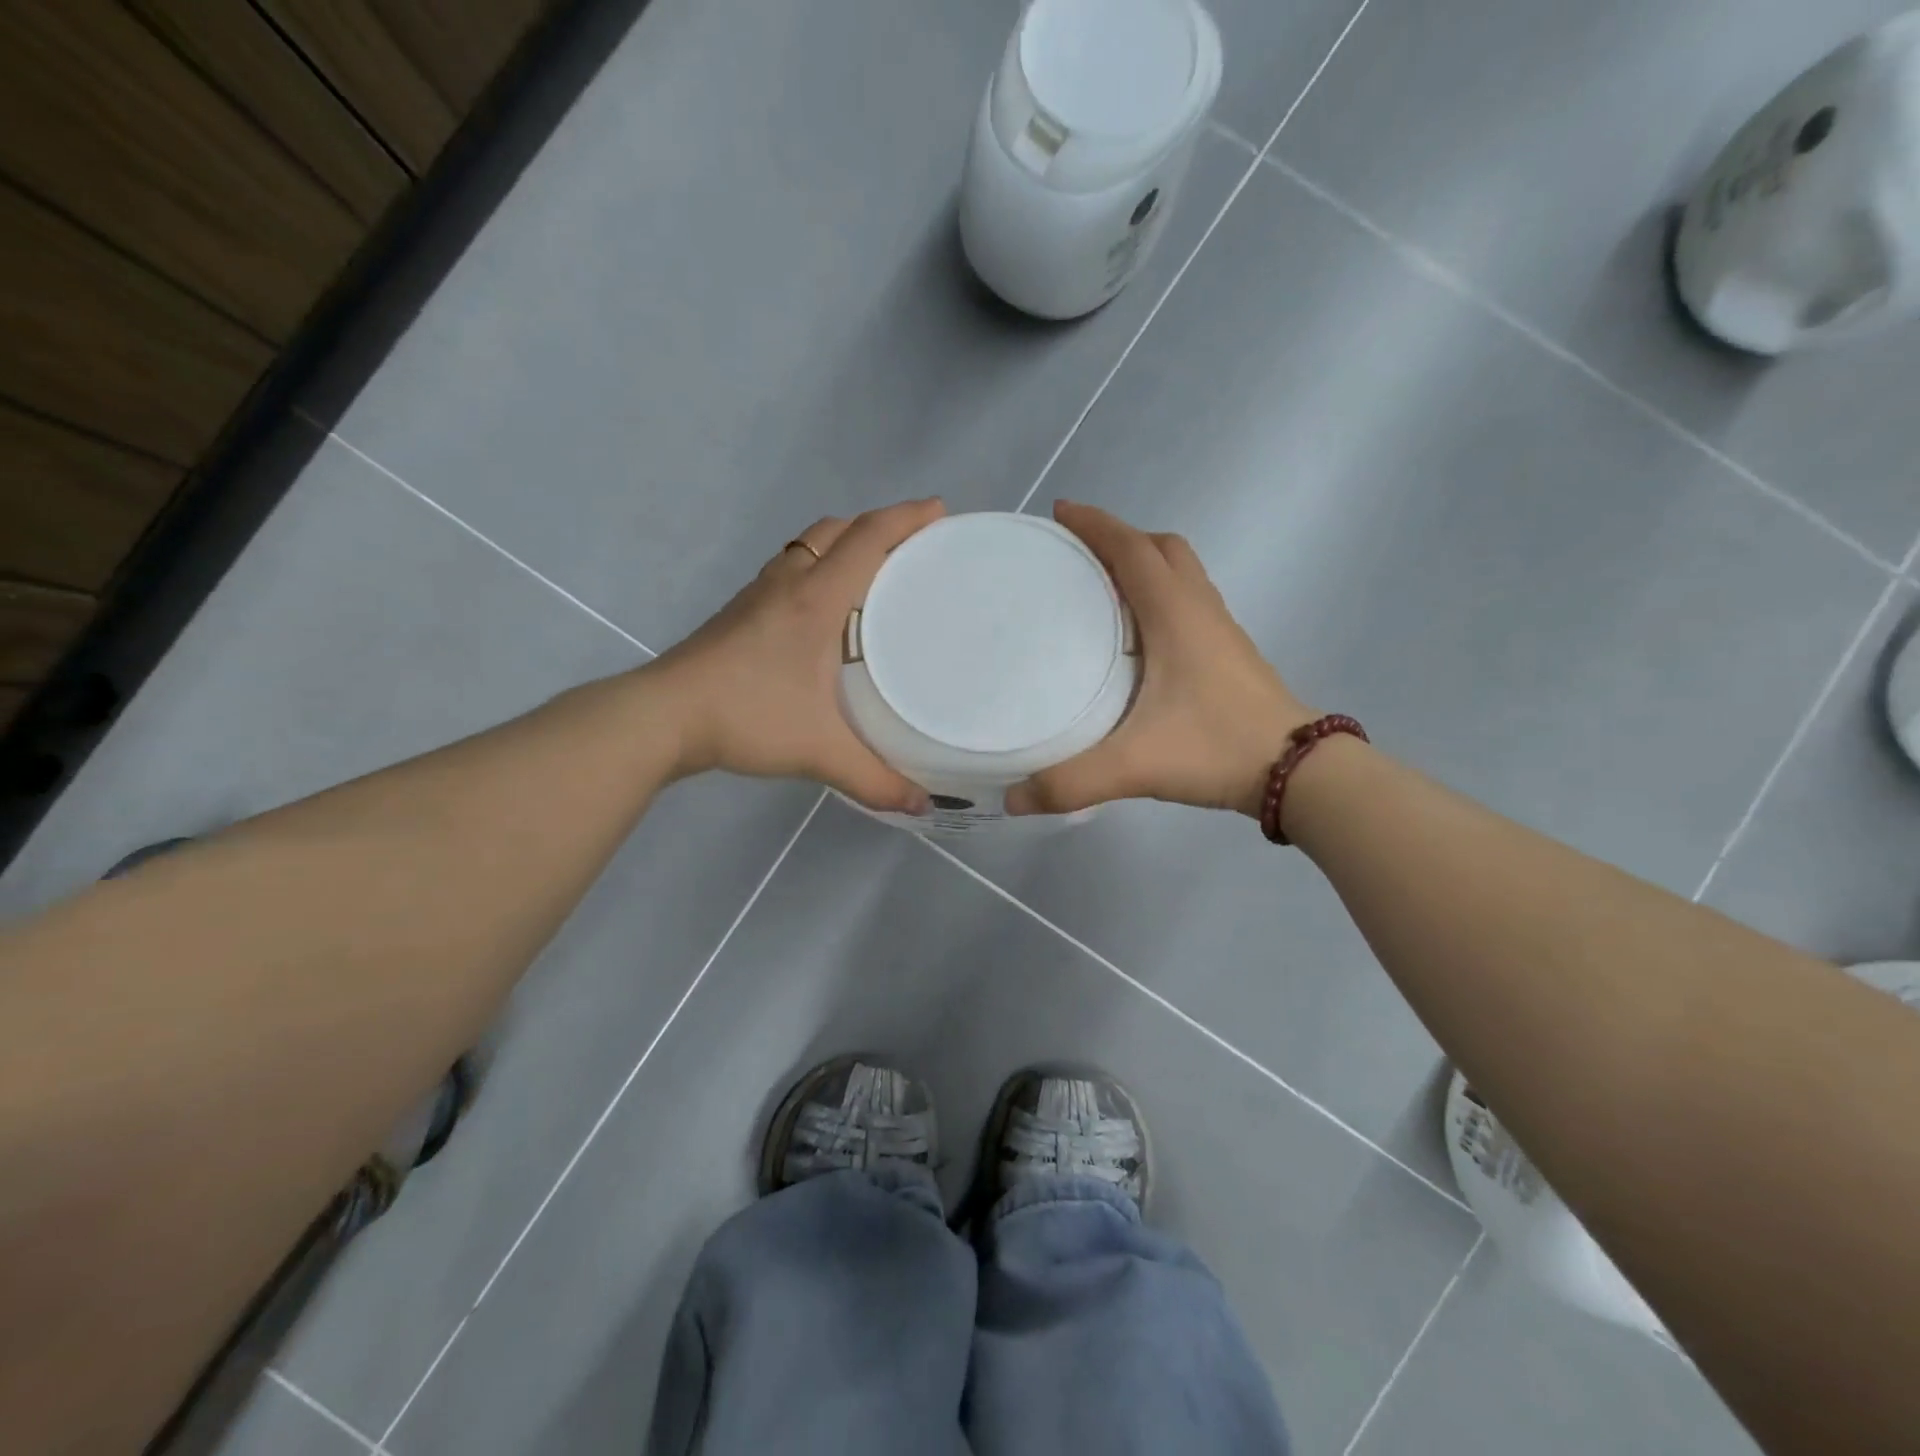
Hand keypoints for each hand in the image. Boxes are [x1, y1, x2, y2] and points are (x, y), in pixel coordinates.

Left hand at [649, 499, 943, 812]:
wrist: (663, 716)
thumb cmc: (746, 717)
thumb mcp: (818, 751)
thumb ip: (873, 778)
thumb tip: (921, 805)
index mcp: (816, 600)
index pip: (867, 539)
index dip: (906, 518)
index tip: (938, 511)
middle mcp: (788, 584)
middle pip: (836, 530)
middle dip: (877, 526)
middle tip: (911, 547)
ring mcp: (758, 595)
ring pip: (807, 547)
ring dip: (843, 544)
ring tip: (873, 573)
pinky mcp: (740, 612)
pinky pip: (789, 570)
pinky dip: (817, 570)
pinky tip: (823, 612)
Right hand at [1007, 501, 1312, 817]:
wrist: (1299, 771)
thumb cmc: (1216, 748)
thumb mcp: (1135, 766)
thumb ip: (1070, 782)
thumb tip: (1013, 800)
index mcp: (1174, 613)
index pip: (1131, 549)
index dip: (1095, 524)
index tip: (1060, 513)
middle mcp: (1199, 609)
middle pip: (1161, 548)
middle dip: (1120, 538)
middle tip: (1078, 556)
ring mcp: (1221, 629)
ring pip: (1182, 573)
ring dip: (1144, 564)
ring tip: (1102, 589)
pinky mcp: (1230, 653)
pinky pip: (1190, 602)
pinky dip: (1161, 596)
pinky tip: (1140, 638)